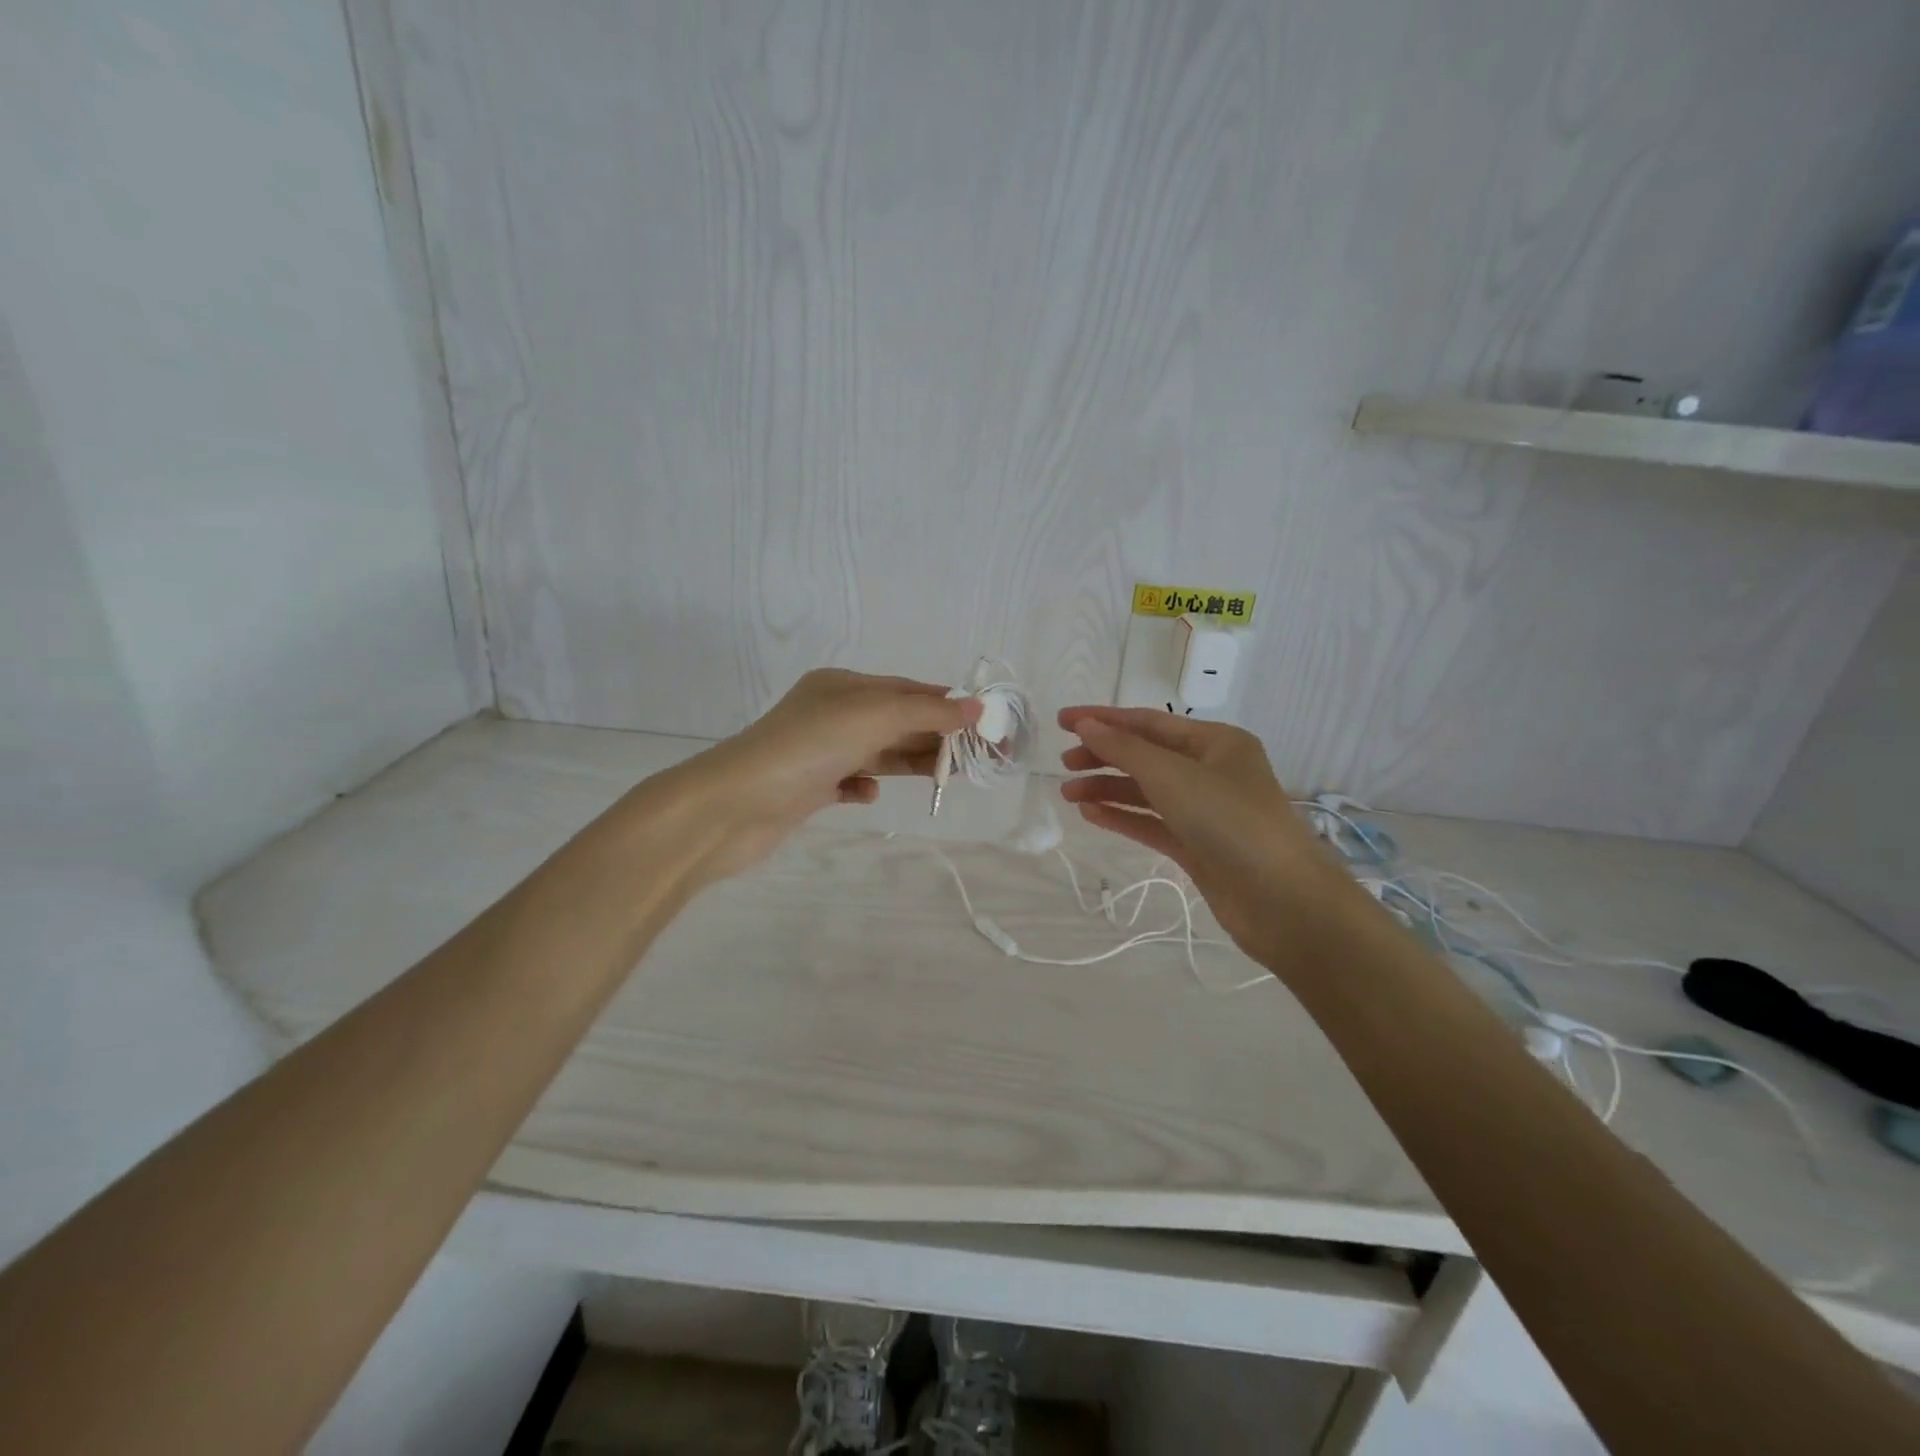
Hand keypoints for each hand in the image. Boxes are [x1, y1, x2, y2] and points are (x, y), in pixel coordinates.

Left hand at [673, 669, 980, 880]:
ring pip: (879, 752)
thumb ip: (926, 711)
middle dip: (938, 736)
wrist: (735, 804)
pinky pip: (850, 781)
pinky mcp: (809, 788)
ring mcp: (819, 751)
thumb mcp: (873, 716)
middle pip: (898, 720)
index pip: (908, 689)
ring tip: (948, 777)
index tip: (988, 724)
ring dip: (912, 761)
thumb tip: (976, 707)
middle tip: (981, 757)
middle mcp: (831, 713)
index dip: (949, 704)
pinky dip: (866, 785)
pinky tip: (871, 794)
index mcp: (843, 686)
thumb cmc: (807, 748)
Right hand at [1057, 706, 1353, 959]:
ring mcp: (1205, 811)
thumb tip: (1085, 726)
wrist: (1281, 900)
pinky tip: (1091, 815)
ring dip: (1108, 788)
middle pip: (1146, 755)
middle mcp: (1212, 771)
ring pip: (1146, 791)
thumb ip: (1124, 749)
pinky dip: (1122, 816)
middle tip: (1064, 764)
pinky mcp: (1198, 846)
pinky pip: (1152, 822)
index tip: (1062, 721)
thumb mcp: (1172, 776)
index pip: (1149, 722)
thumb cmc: (1229, 821)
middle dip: (1104, 756)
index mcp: (1217, 742)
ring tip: (1068, 794)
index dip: (1104, 719)